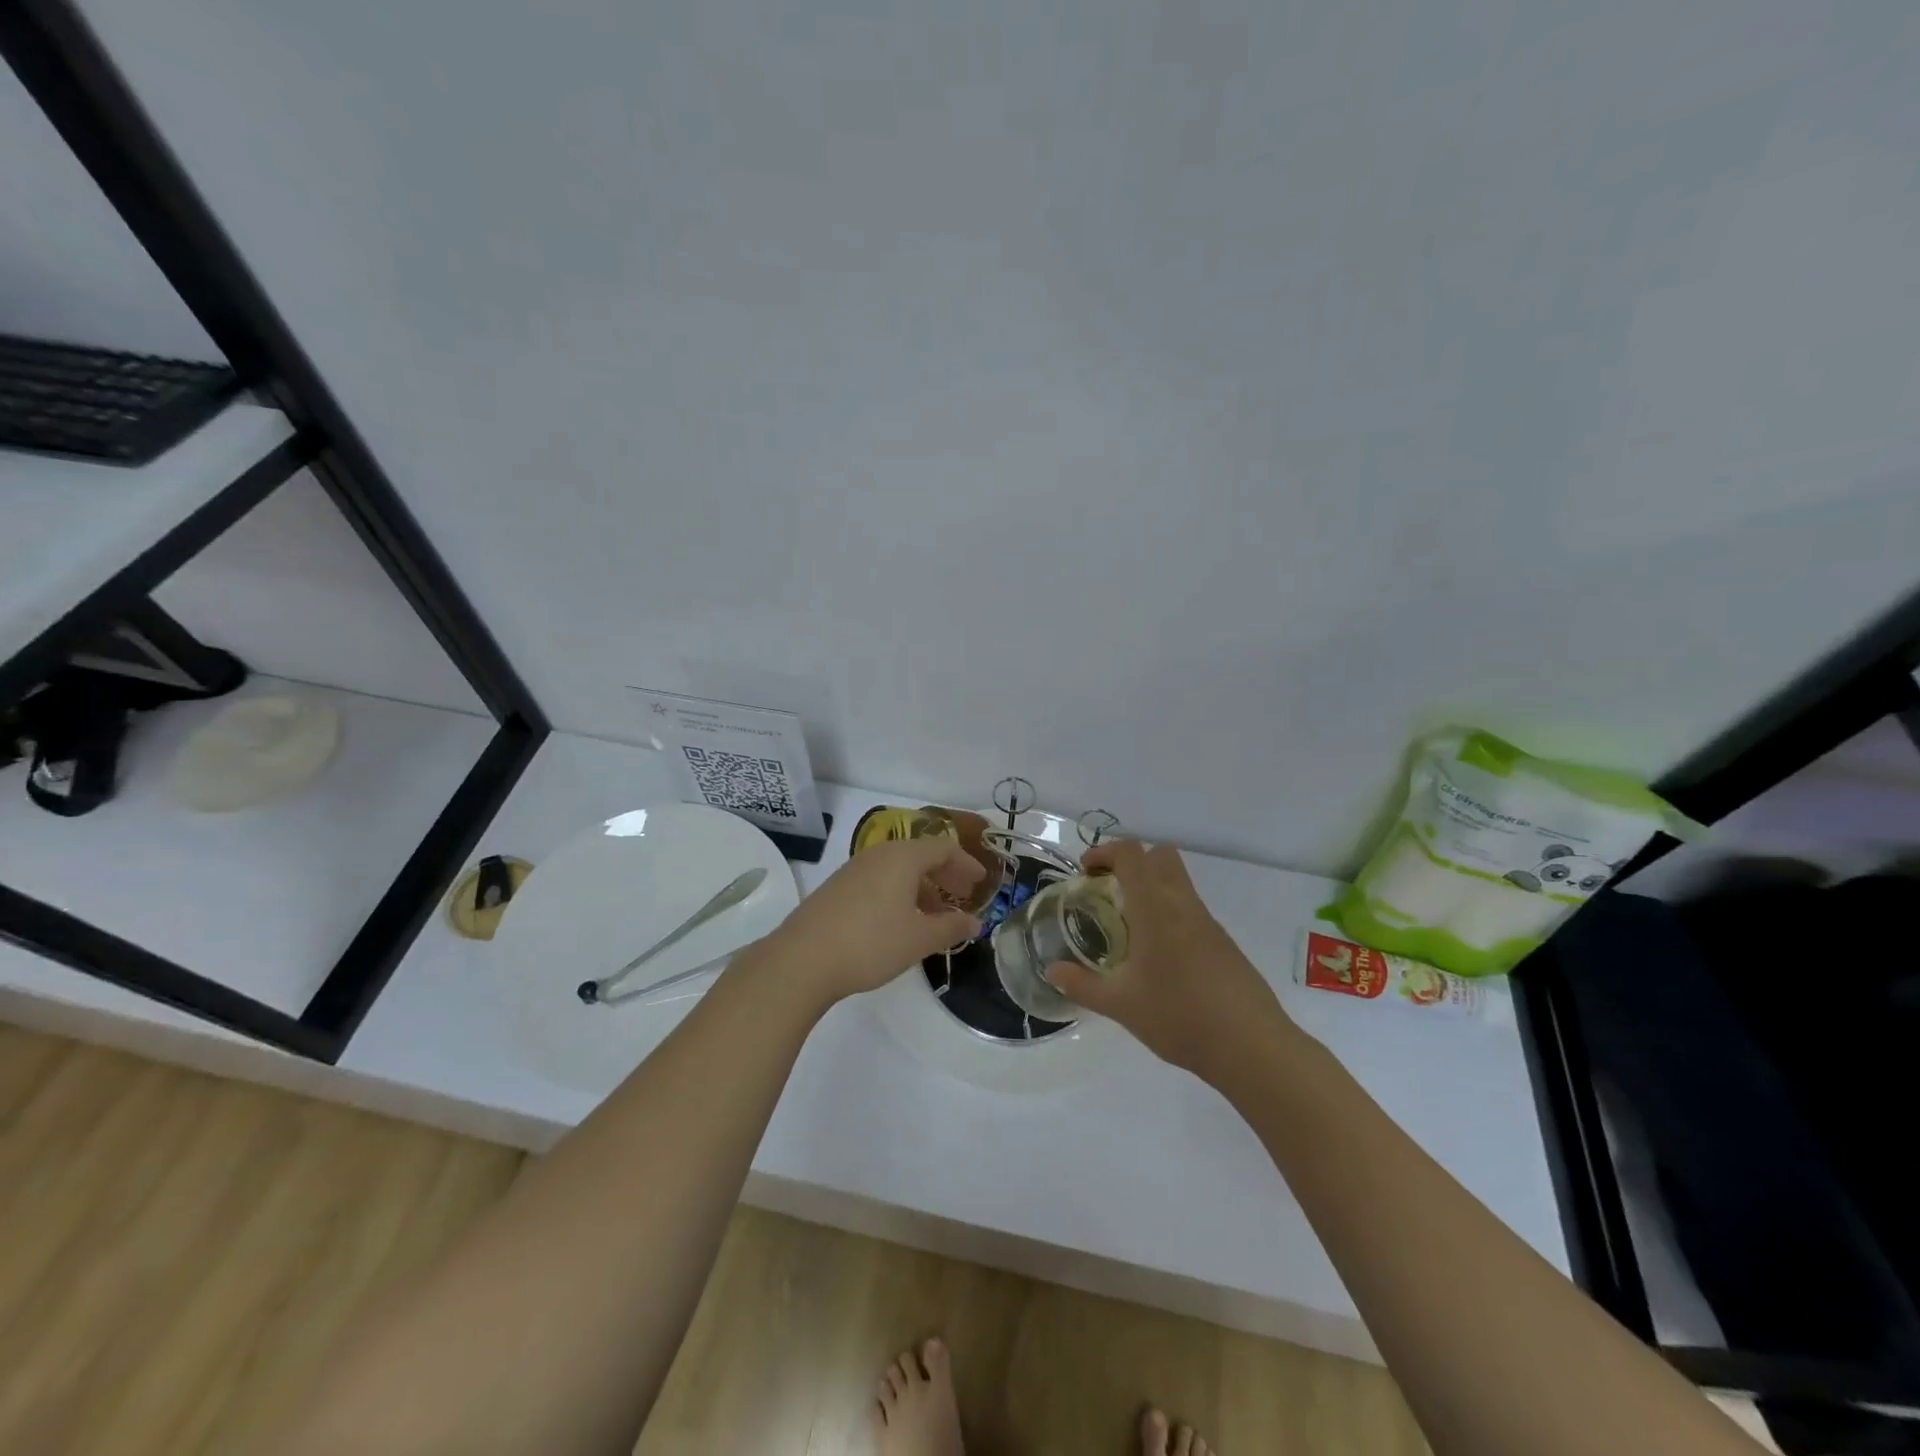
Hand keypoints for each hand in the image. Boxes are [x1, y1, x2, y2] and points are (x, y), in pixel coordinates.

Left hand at [761, 837, 983, 1006]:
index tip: (981, 882)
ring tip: (935, 916)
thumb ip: (951, 927)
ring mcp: (853, 870)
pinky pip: (879, 881)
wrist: (801, 960)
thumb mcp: (919, 938)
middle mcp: (878, 855)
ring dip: (922, 887)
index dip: (966, 863)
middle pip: (920, 855)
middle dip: (945, 875)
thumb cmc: (870, 943)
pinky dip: (900, 894)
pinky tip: (901, 922)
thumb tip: (975, 922)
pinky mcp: (837, 889)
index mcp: (902, 857)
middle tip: (964, 895)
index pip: (943, 848)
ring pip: (898, 870)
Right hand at [1050, 840, 1292, 1080]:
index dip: (1105, 852)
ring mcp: (1208, 923)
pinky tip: (1158, 957)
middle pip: (1161, 856)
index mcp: (1156, 908)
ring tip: (1128, 926)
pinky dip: (1169, 914)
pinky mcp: (1224, 943)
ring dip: (1151, 888)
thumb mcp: (1121, 1005)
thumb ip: (1083, 985)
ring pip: (1178, 882)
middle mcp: (1183, 905)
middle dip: (1132, 862)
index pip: (1132, 854)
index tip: (1086, 871)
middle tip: (1108, 889)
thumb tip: (1052, 971)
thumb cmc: (1179, 1017)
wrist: (1252, 1046)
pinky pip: (1191, 910)